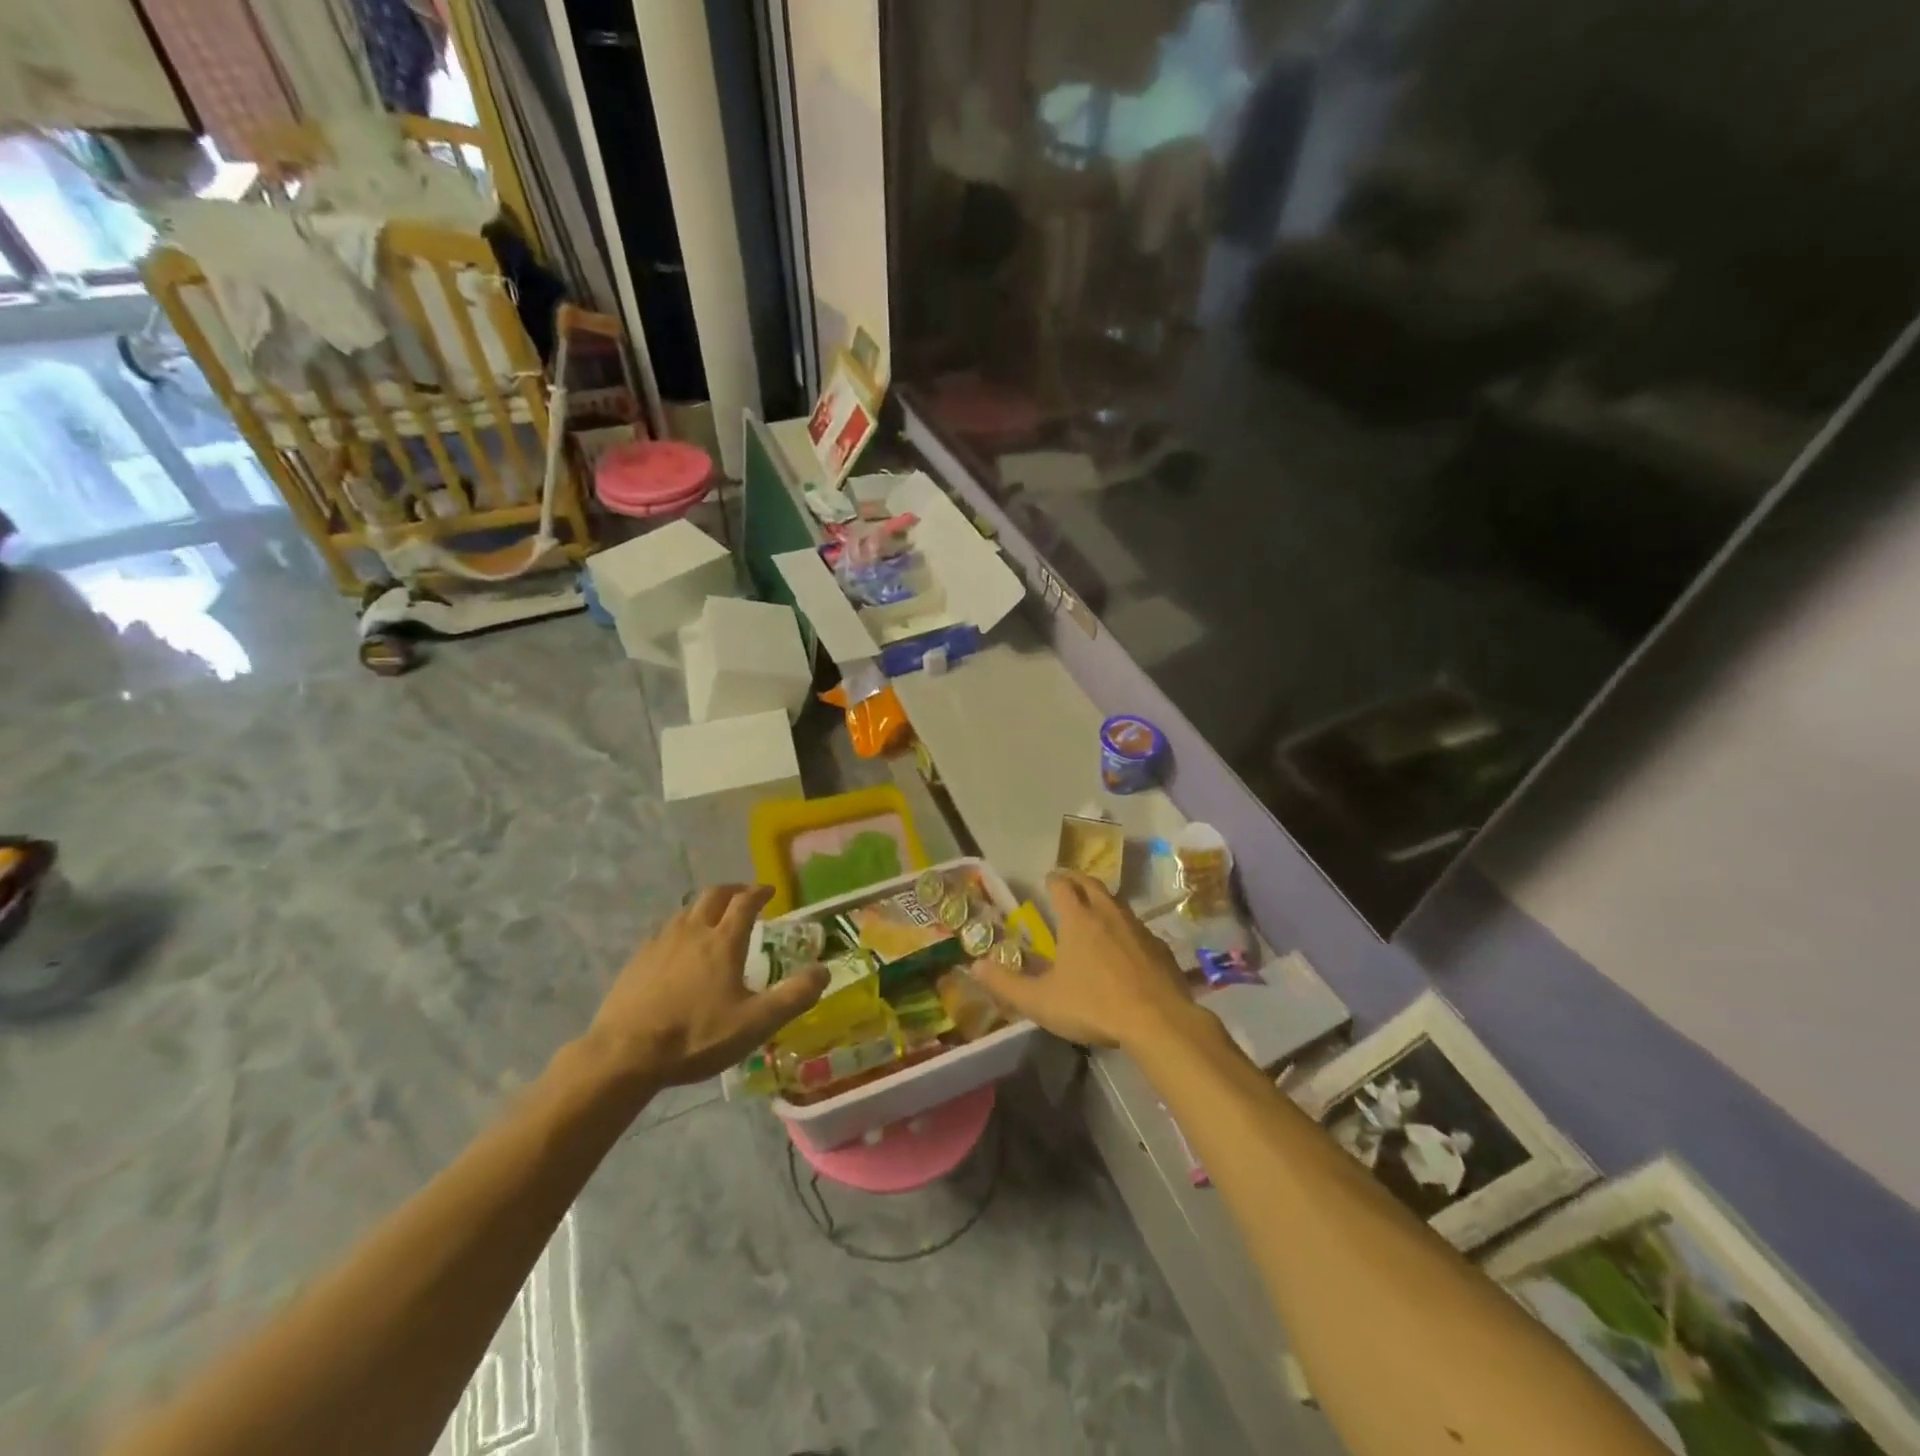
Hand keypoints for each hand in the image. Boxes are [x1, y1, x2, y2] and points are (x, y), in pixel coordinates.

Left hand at [583, 885, 827, 1087]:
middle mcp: (692, 931)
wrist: (624, 1054)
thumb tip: (824, 971)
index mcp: (723, 941)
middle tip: (744, 896)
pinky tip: (678, 948)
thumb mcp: (755, 1023)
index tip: (769, 891)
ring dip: (704, 906)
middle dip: (732, 890)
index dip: (759, 892)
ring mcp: (660, 943)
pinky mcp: (637, 960)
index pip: (745, 902)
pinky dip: (680, 928)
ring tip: (713, 918)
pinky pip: (664, 930)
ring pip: (685, 910)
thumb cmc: (696, 1036)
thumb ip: (793, 997)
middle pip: (713, 895)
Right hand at [972, 869, 1199, 1051]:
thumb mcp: (1041, 1001)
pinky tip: (1124, 948)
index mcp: (1078, 919)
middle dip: (1078, 881)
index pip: (1062, 885)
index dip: (1052, 880)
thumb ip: (1006, 983)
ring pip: (1117, 903)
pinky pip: (1138, 928)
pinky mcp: (1160, 948)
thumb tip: (975, 965)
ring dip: (1103, 902)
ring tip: (1094, 913)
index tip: (1047, 881)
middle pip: (1092, 884)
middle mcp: (1108, 913)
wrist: (1158, 1021)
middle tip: (1068, 885)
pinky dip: (1125, 929)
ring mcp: (1138, 928)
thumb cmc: (1093, 1005)